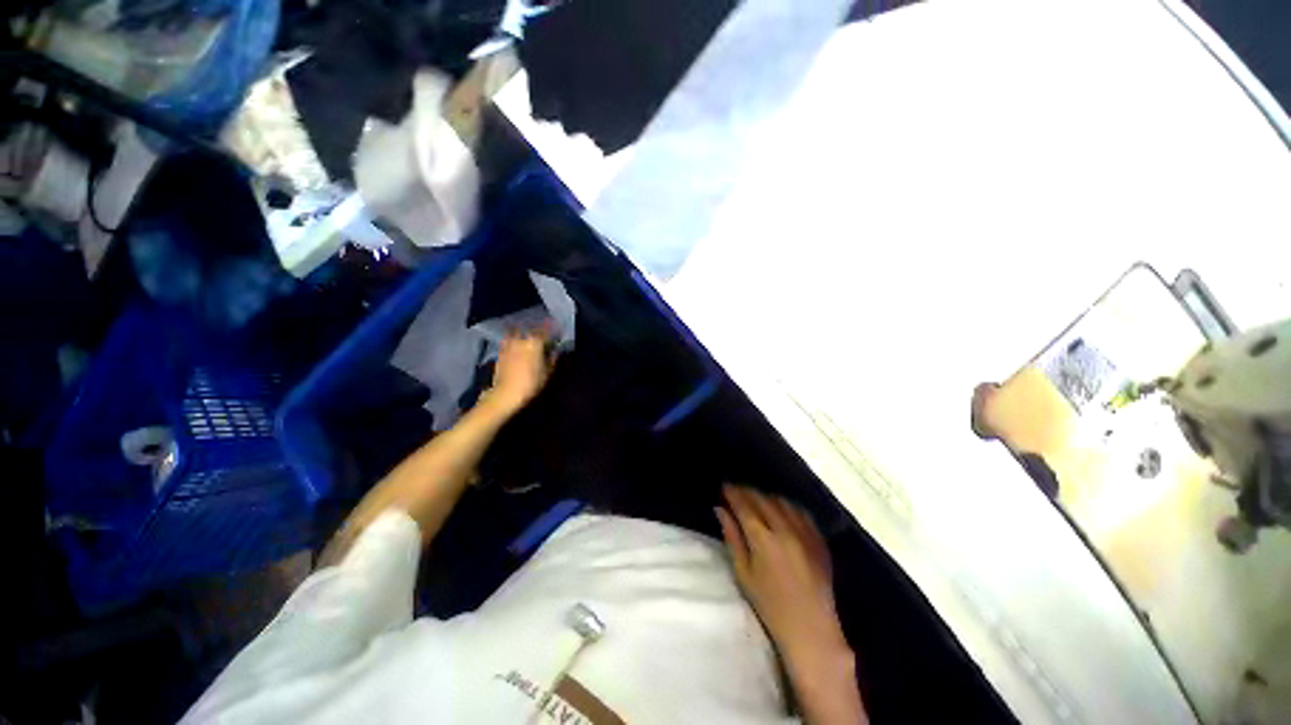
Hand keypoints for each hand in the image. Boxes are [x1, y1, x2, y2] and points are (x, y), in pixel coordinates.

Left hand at [488, 325, 555, 413]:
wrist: (507, 392)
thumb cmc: (532, 382)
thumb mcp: (548, 372)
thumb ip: (552, 359)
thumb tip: (554, 351)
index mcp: (535, 342)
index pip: (546, 331)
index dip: (552, 331)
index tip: (555, 333)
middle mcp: (522, 339)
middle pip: (531, 330)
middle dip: (537, 331)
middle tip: (541, 336)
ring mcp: (509, 344)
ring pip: (517, 333)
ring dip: (523, 334)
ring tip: (527, 339)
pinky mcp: (500, 351)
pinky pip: (508, 341)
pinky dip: (512, 341)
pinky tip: (515, 346)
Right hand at [716, 485, 850, 671]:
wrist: (811, 629)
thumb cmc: (770, 605)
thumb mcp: (743, 573)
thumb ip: (732, 537)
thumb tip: (720, 509)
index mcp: (763, 539)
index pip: (744, 505)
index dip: (733, 493)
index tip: (724, 486)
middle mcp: (785, 529)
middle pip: (763, 499)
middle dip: (747, 492)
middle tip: (736, 490)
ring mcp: (805, 533)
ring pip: (782, 502)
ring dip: (766, 497)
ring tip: (756, 499)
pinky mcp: (819, 539)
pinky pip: (801, 512)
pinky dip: (787, 505)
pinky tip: (781, 509)